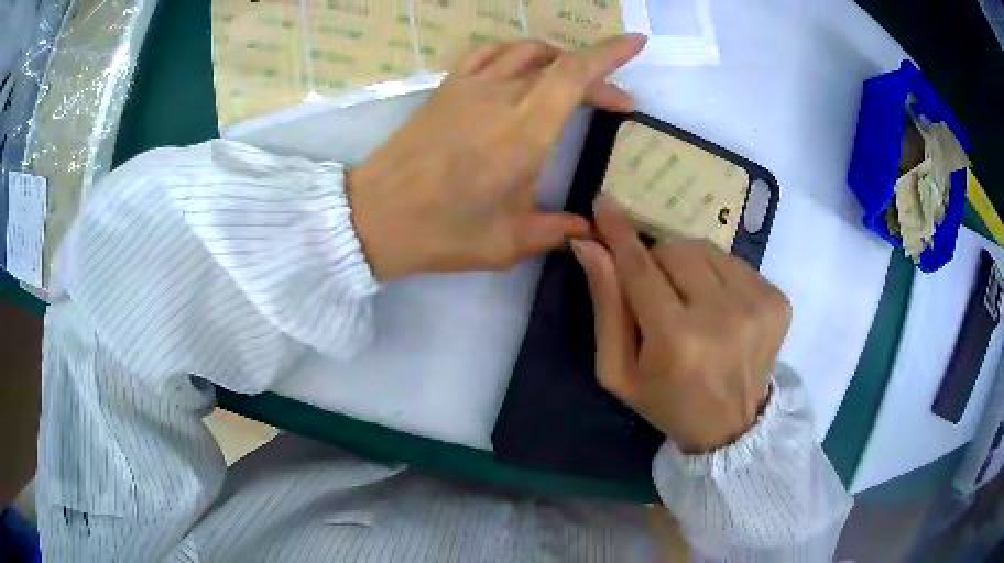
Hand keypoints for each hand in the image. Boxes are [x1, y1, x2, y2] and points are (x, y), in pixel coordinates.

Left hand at [348, 35, 645, 279]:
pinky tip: (521, 70)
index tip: (636, 43)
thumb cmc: (441, 232)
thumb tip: (588, 229)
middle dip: (596, 74)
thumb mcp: (508, 242)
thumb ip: (556, 230)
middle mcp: (500, 97)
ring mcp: (469, 87)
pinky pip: (488, 53)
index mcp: (523, 133)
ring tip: (573, 83)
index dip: (610, 54)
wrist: (372, 217)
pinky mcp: (447, 88)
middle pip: (559, 63)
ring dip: (558, 60)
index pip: (575, 75)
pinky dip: (515, 54)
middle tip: (616, 103)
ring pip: (526, 51)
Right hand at [572, 196, 791, 452]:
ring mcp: (757, 306)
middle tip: (659, 295)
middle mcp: (722, 317)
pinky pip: (735, 262)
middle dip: (658, 262)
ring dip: (689, 266)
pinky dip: (719, 276)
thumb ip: (605, 306)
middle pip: (676, 250)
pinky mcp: (778, 300)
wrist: (731, 426)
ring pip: (706, 250)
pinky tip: (720, 308)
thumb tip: (590, 246)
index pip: (640, 268)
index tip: (603, 202)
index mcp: (676, 340)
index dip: (619, 233)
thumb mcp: (618, 369)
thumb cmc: (666, 401)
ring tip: (691, 302)